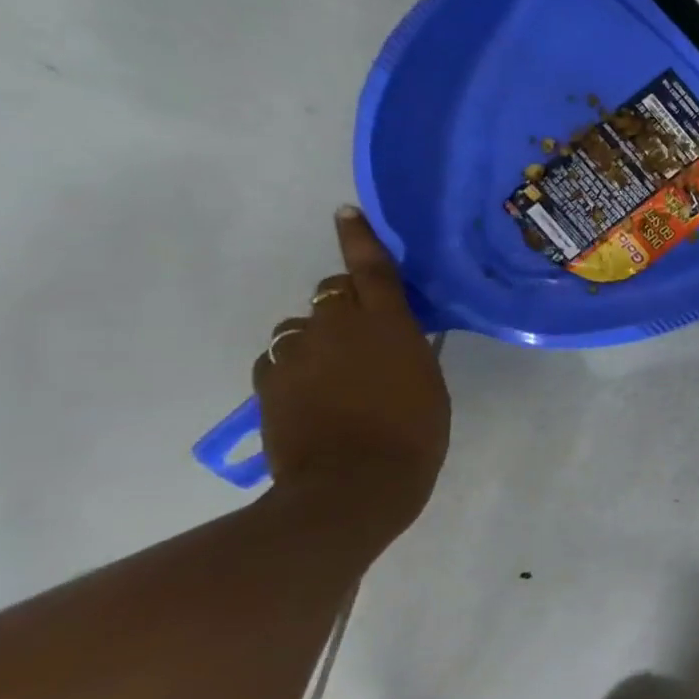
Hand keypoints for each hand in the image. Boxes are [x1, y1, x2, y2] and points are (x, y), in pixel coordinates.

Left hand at [254, 207, 450, 531]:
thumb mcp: (429, 385)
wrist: (352, 487)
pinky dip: (296, 367)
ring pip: (302, 328)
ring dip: (319, 339)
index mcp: (387, 325)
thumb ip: (410, 351)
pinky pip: (281, 360)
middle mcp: (337, 329)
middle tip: (363, 331)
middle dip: (345, 304)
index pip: (371, 269)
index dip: (359, 238)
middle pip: (331, 295)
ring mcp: (296, 356)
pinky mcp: (269, 384)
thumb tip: (398, 337)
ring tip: (336, 372)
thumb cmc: (414, 435)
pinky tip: (312, 394)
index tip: (345, 212)